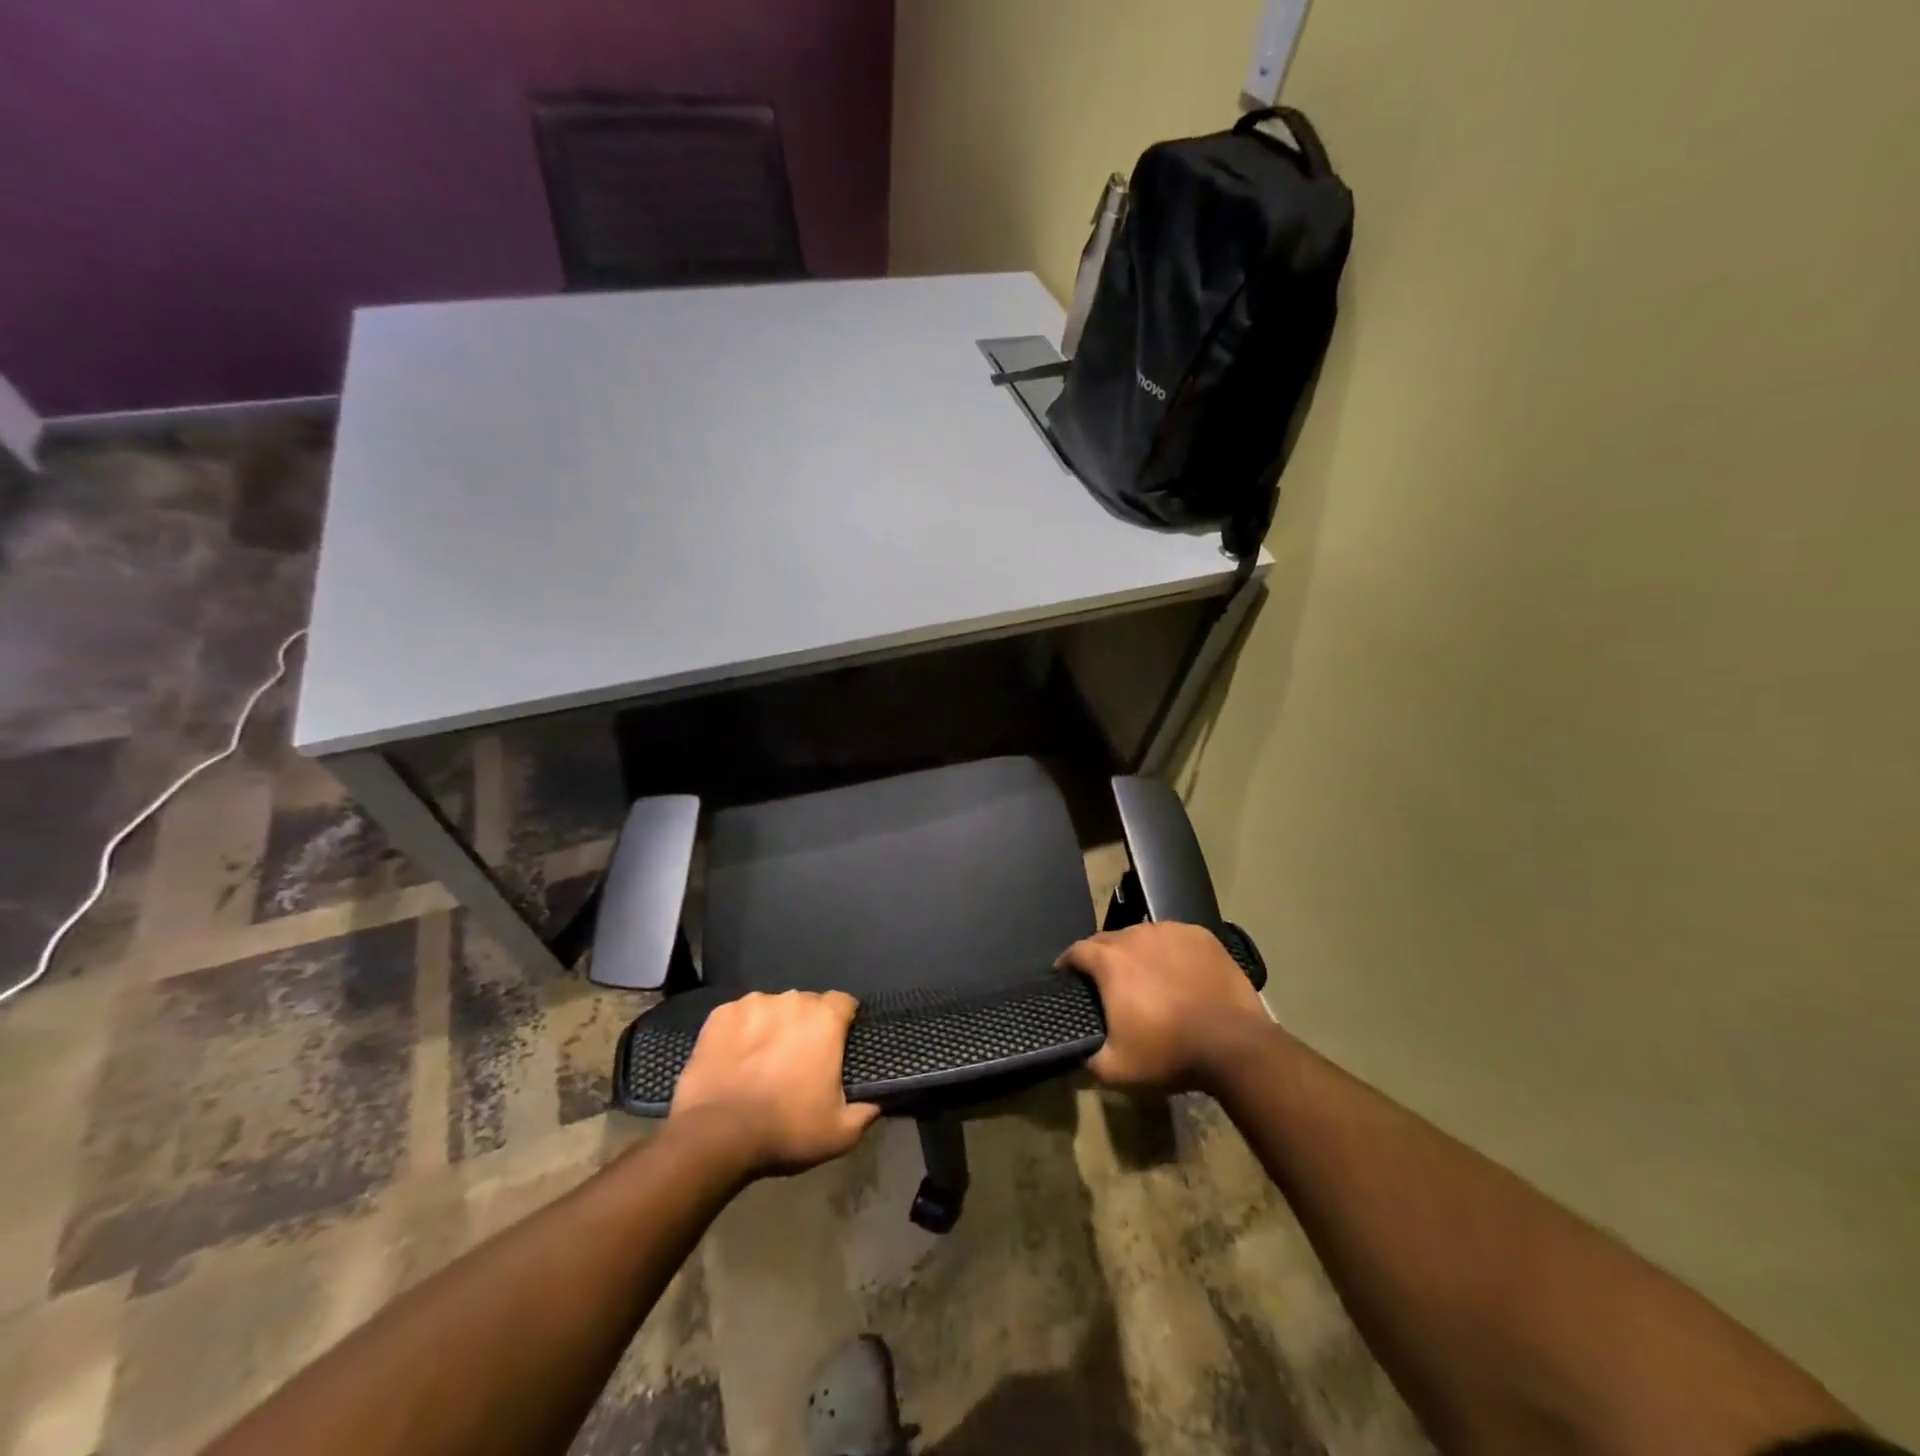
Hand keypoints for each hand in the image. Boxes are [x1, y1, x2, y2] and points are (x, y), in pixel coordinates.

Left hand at [668, 990, 880, 1177]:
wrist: (715, 1136)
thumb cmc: (785, 1130)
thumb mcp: (840, 1133)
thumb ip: (865, 1112)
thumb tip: (876, 1101)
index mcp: (825, 1019)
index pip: (844, 1003)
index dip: (843, 1022)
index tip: (837, 1045)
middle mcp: (792, 1000)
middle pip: (807, 1004)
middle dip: (807, 1025)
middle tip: (800, 1059)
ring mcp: (753, 1004)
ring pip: (773, 1008)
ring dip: (774, 1026)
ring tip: (763, 1059)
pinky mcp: (720, 1014)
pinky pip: (740, 1016)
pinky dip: (742, 1031)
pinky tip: (735, 1057)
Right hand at [1057, 922, 1270, 1092]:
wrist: (1234, 1045)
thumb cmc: (1169, 1053)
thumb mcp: (1116, 1070)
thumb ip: (1086, 1056)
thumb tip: (1077, 1048)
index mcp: (1109, 960)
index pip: (1075, 951)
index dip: (1067, 965)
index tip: (1068, 981)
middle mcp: (1135, 934)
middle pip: (1108, 941)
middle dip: (1102, 960)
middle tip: (1109, 988)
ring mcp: (1170, 931)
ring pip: (1142, 937)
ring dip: (1137, 954)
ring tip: (1147, 980)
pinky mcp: (1200, 935)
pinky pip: (1173, 938)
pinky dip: (1168, 952)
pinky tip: (1178, 974)